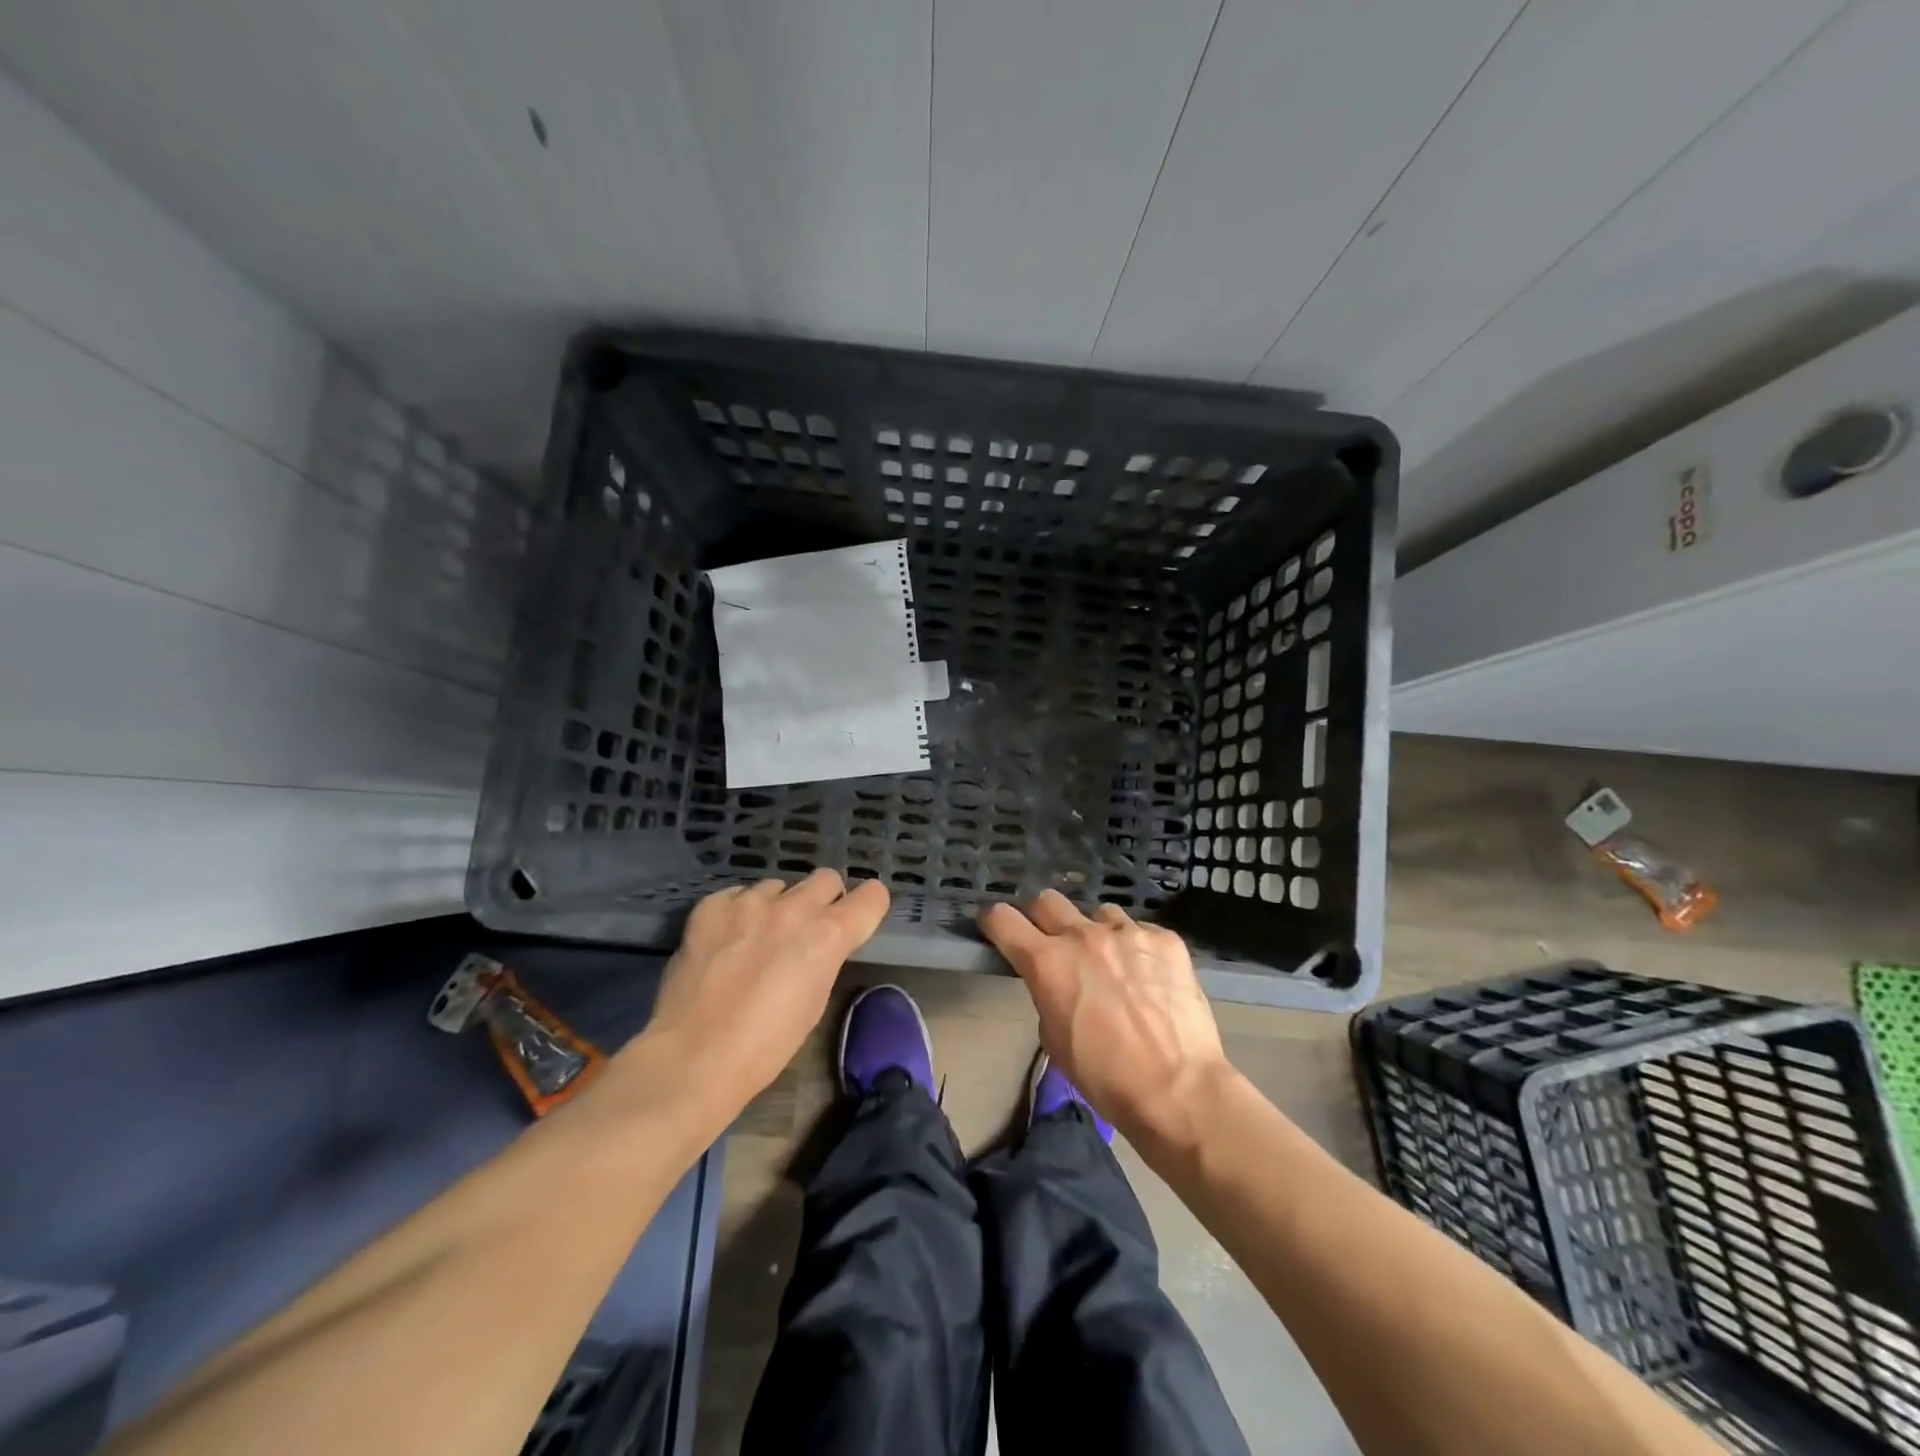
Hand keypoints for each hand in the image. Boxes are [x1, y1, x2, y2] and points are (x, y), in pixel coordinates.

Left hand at [641, 870, 889, 1110]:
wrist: (695, 1056)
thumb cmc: (766, 1045)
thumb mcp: (815, 1001)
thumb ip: (823, 958)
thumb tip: (816, 945)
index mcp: (829, 935)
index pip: (872, 896)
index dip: (867, 907)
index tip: (857, 920)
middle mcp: (795, 908)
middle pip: (826, 878)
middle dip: (823, 900)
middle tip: (806, 929)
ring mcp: (750, 902)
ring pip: (778, 886)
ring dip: (777, 907)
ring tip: (757, 939)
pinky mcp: (712, 906)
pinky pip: (736, 895)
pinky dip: (737, 913)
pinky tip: (725, 942)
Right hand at [978, 891, 1228, 1146]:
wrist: (1178, 1089)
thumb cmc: (1106, 1077)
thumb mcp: (1055, 1040)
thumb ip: (1048, 995)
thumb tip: (1057, 982)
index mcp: (1047, 962)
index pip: (1003, 919)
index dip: (994, 921)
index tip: (996, 927)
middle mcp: (1083, 936)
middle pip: (1047, 900)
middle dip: (1043, 918)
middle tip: (1054, 943)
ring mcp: (1128, 932)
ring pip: (1099, 914)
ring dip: (1097, 934)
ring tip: (1114, 965)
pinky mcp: (1165, 939)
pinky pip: (1141, 931)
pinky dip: (1138, 950)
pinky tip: (1150, 978)